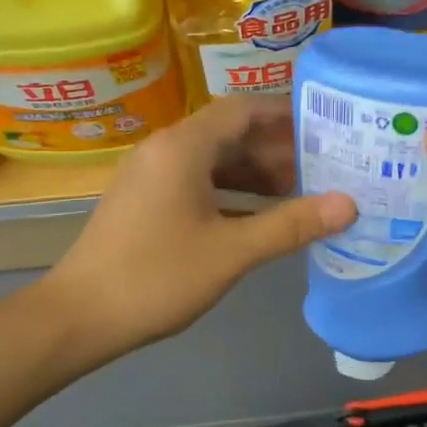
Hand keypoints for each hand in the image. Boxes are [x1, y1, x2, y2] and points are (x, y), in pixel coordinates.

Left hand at [45, 95, 355, 365]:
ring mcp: (151, 176)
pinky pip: (197, 183)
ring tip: (300, 193)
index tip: (327, 128)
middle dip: (277, 149)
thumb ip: (291, 225)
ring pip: (214, 161)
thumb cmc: (156, 276)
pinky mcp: (145, 201)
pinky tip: (259, 217)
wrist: (78, 317)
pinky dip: (231, 193)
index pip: (244, 109)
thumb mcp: (232, 252)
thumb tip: (348, 205)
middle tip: (324, 167)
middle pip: (230, 133)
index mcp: (183, 147)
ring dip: (255, 174)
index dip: (287, 115)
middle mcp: (165, 150)